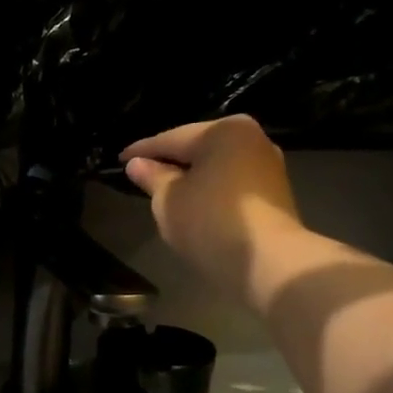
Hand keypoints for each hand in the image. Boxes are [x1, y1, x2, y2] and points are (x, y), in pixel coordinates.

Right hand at [120, 117, 300, 290]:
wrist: (267, 261)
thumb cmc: (209, 221)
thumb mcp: (168, 200)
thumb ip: (152, 178)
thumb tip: (136, 164)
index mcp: (223, 131)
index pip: (171, 138)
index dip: (141, 151)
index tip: (119, 160)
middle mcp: (251, 138)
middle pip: (198, 148)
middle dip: (169, 162)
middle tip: (140, 174)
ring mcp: (267, 165)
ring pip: (216, 166)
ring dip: (191, 177)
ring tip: (164, 191)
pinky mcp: (274, 192)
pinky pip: (230, 183)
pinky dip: (209, 189)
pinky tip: (193, 204)